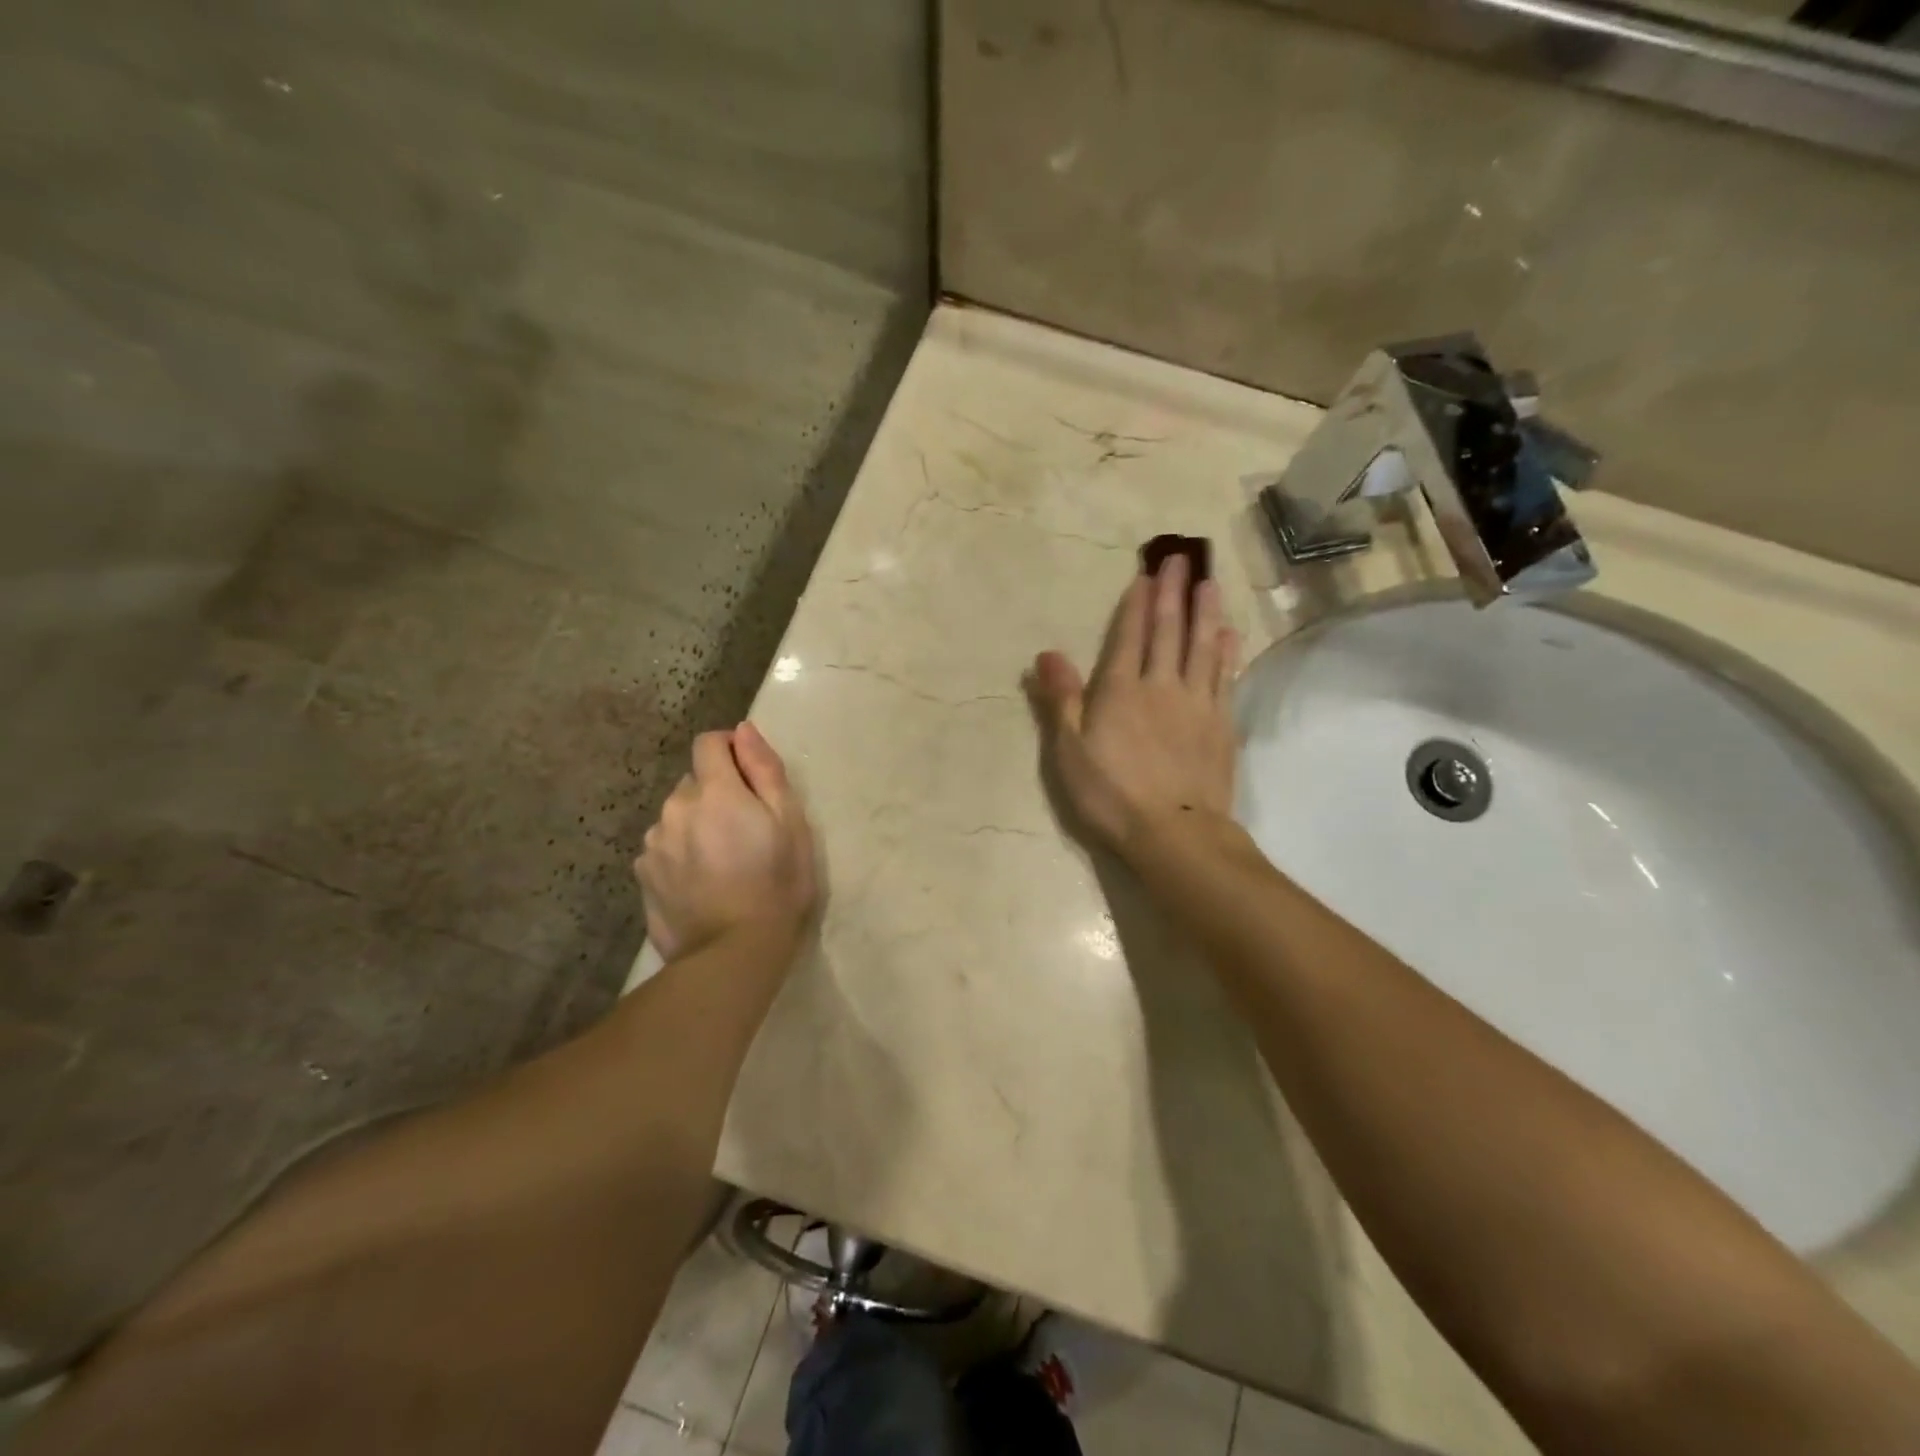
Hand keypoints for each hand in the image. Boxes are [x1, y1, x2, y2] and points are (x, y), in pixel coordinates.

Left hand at [635, 723, 818, 960]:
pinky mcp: (643, 875)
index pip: (709, 743)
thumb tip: (744, 730)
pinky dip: (681, 853)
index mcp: (714, 791)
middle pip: (695, 782)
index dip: (730, 749)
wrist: (733, 953)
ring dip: (697, 824)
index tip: (750, 775)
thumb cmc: (777, 884)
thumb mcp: (790, 823)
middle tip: (746, 830)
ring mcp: (654, 844)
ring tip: (723, 860)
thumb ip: (765, 770)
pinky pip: (664, 847)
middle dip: (718, 793)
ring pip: (677, 816)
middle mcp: (675, 808)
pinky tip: (702, 882)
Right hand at [1029, 555, 1239, 857]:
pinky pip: (1224, 677)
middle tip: (1181, 558)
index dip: (1136, 604)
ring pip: (1202, 646)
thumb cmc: (1111, 795)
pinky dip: (1226, 651)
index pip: (1128, 636)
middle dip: (1172, 593)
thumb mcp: (1069, 752)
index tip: (1146, 573)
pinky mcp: (1221, 725)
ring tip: (1209, 582)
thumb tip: (1046, 653)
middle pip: (1168, 631)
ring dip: (1205, 611)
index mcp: (1120, 691)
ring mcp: (1196, 704)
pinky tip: (1229, 635)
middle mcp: (1161, 686)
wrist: (1175, 833)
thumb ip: (1061, 699)